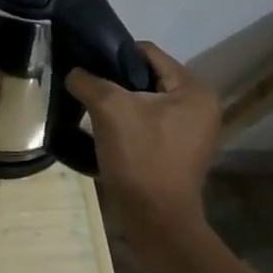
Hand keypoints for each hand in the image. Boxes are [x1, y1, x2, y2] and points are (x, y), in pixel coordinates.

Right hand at [66, 42, 221, 224]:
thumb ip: (88, 80)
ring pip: (143, 98)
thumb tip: (74, 72)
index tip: (86, 64)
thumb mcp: (109, 109)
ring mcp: (190, 129)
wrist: (155, 220)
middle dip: (113, 79)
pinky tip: (102, 127)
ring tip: (89, 105)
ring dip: (117, 101)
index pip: (147, 52)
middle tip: (85, 85)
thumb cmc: (141, 157)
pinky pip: (146, 120)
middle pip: (145, 75)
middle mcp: (199, 105)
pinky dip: (125, 119)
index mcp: (194, 89)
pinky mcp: (176, 148)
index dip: (113, 53)